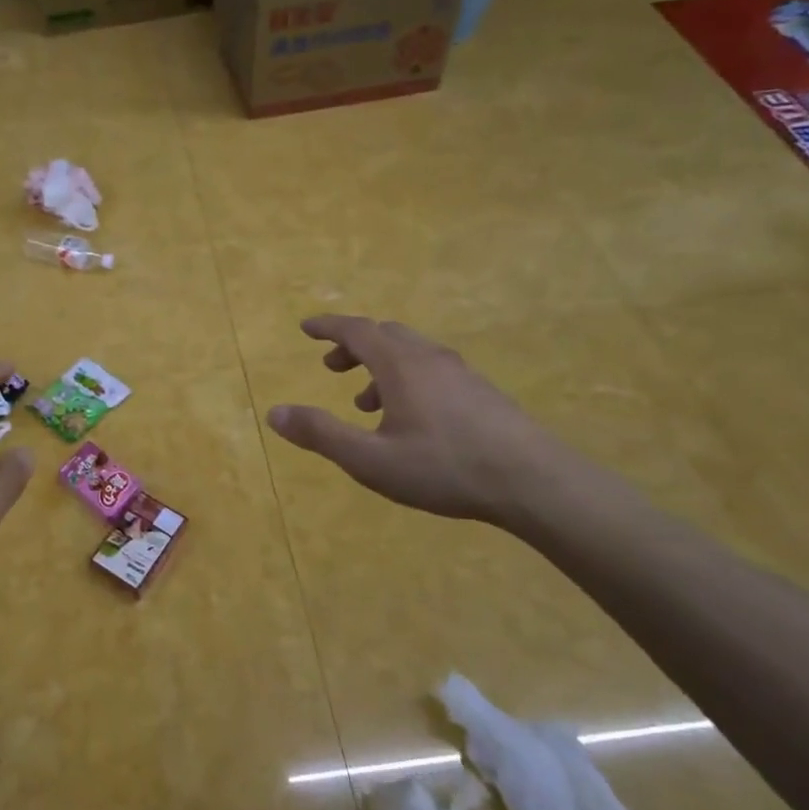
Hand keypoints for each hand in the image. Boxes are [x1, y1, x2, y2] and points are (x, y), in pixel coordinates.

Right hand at [266, 316, 559, 523]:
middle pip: (386, 334)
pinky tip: (411, 419)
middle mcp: (430, 359)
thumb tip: (273, 413)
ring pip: (411, 353)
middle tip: (332, 367)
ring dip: (380, 365)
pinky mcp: (482, 393)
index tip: (306, 327)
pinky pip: (433, 370)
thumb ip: (321, 434)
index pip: (357, 330)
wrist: (535, 482)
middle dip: (353, 345)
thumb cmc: (444, 468)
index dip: (328, 326)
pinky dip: (407, 378)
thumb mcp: (370, 459)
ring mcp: (462, 374)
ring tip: (365, 401)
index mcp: (401, 365)